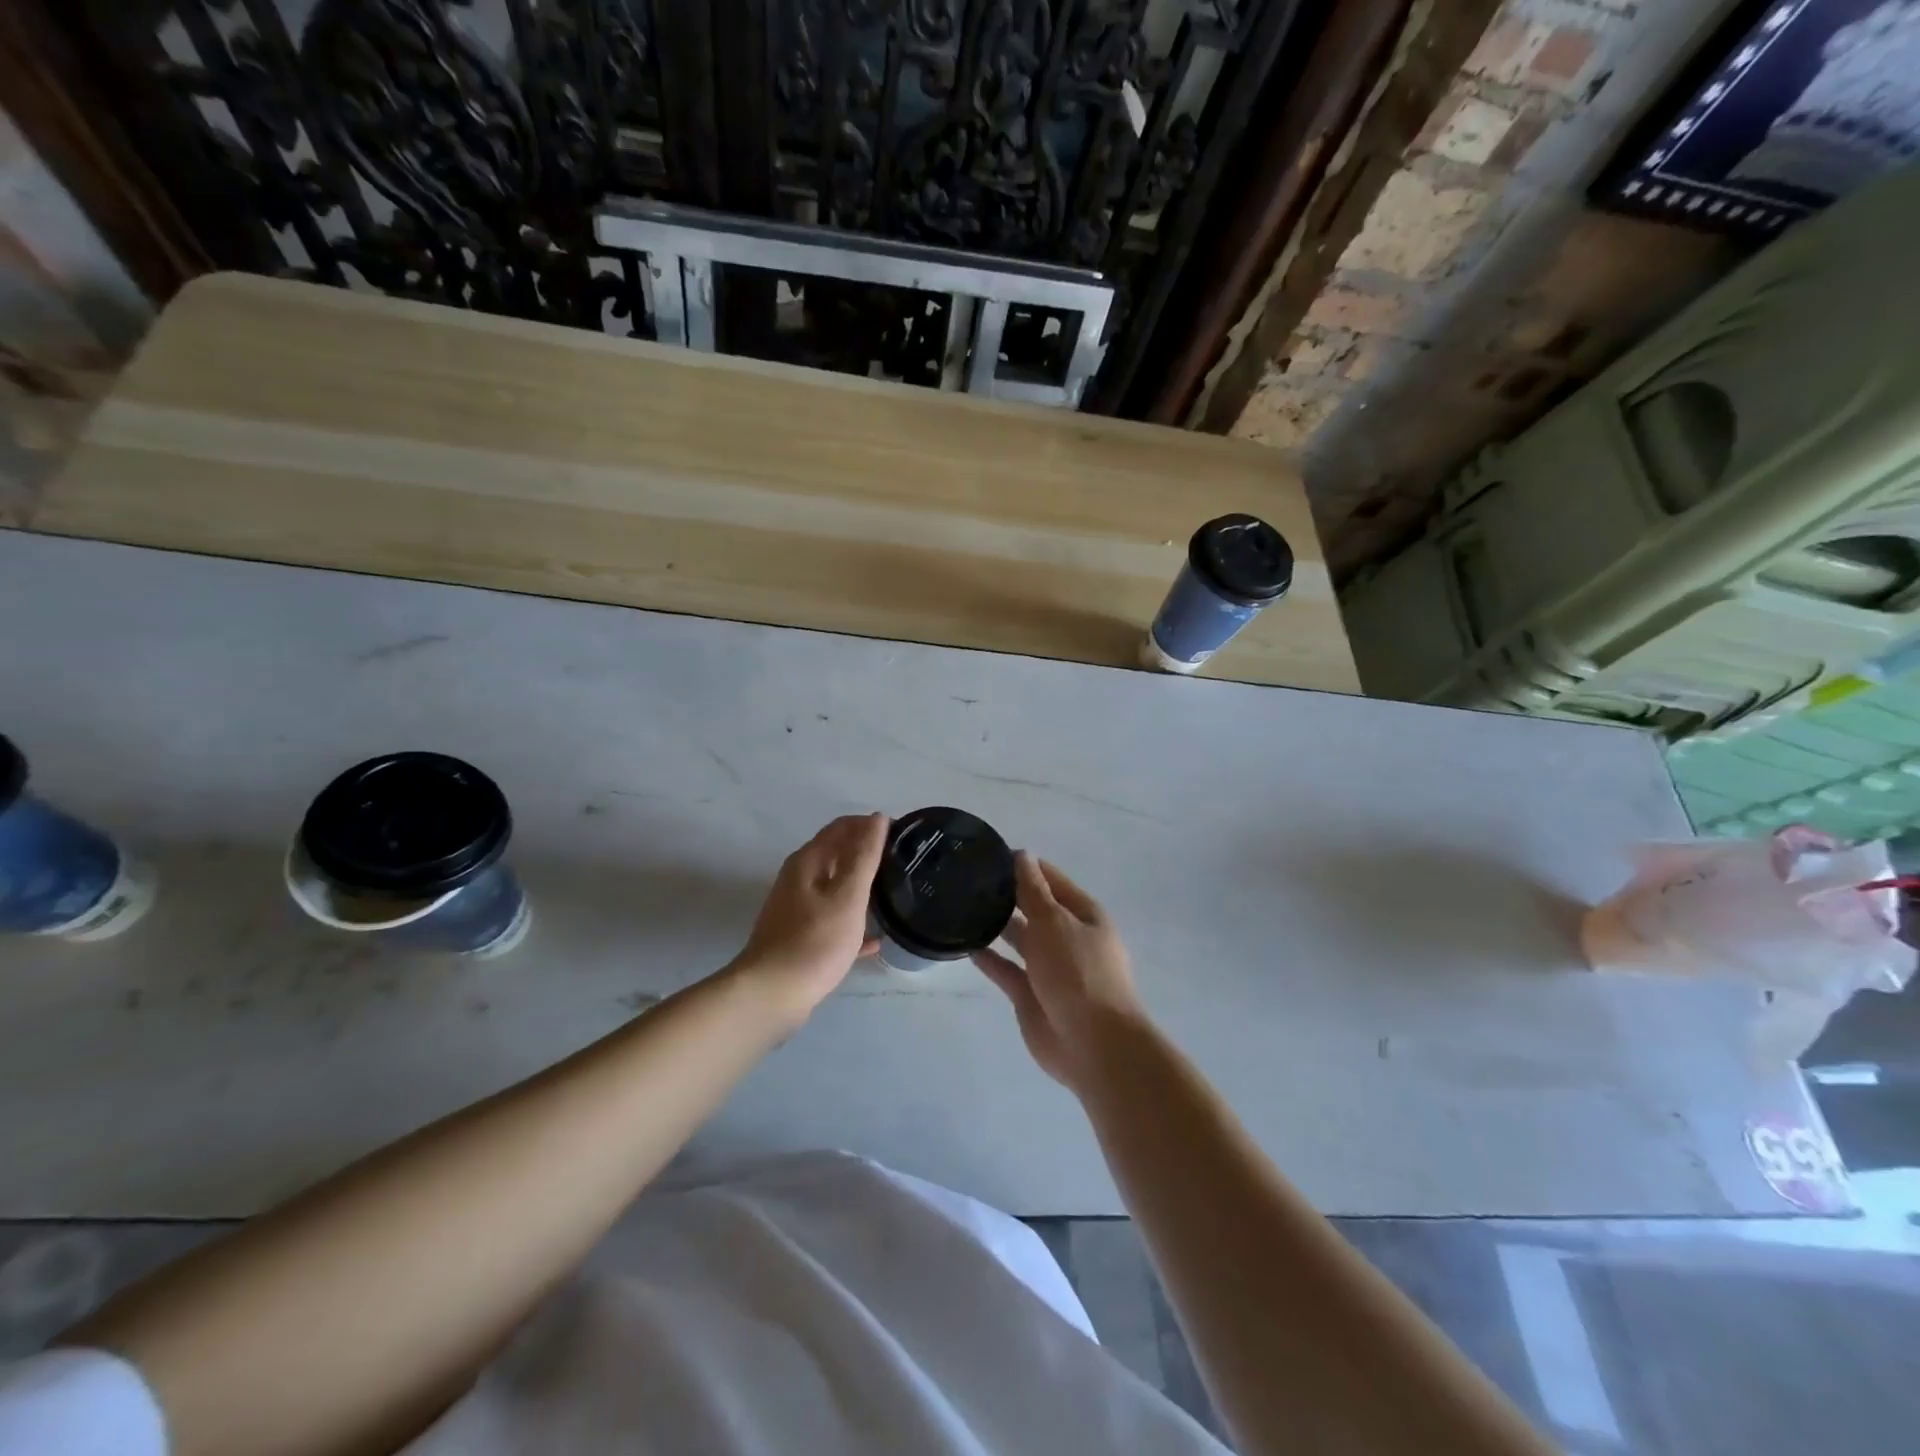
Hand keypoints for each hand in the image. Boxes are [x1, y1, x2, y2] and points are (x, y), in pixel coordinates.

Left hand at [730, 813, 887, 1025]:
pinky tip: (875, 939)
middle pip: (837, 854)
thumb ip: (864, 856)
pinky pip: (832, 920)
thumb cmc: (815, 941)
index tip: (902, 834)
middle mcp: (798, 879)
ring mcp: (797, 909)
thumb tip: (877, 818)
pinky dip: (852, 921)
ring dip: (861, 885)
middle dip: (867, 853)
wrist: (772, 994)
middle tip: (902, 862)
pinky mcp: (799, 937)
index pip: (842, 827)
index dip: (870, 825)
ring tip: (893, 893)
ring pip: (835, 888)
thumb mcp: (848, 896)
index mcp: (808, 862)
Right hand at [973, 852, 1147, 1092]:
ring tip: (963, 907)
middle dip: (1008, 895)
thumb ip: (1033, 890)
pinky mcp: (1030, 995)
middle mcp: (1067, 937)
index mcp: (1083, 915)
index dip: (1025, 866)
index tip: (990, 855)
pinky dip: (989, 958)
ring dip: (997, 925)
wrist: (1092, 1043)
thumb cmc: (1078, 971)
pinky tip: (966, 944)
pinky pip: (1007, 970)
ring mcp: (1049, 968)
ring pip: (1020, 939)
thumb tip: (1023, 855)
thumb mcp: (1054, 921)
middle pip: (1035, 909)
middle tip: (968, 879)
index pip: (1051, 880)